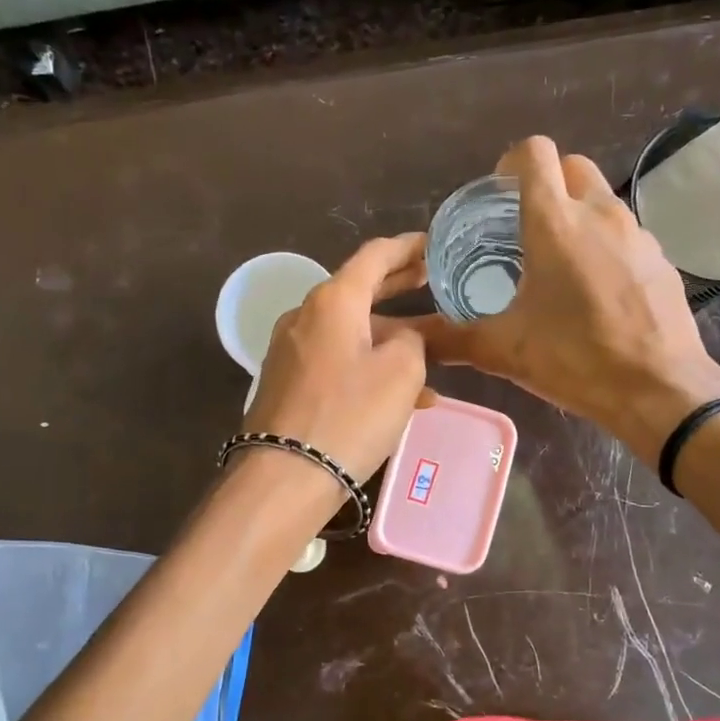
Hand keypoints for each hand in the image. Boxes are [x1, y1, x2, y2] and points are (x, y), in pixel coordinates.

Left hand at [244, 233, 430, 482]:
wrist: (285, 476)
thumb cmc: (349, 415)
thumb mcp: (401, 372)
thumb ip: (413, 340)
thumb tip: (402, 339)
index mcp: (332, 300)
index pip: (375, 255)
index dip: (408, 247)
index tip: (434, 244)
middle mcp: (306, 315)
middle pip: (360, 290)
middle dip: (399, 286)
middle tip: (434, 281)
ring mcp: (292, 350)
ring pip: (351, 331)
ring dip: (390, 336)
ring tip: (433, 353)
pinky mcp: (288, 381)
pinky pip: (337, 360)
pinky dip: (369, 365)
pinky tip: (401, 395)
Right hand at [413, 137, 719, 457]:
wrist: (660, 390)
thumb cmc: (577, 359)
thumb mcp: (504, 350)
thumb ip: (450, 338)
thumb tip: (409, 339)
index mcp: (555, 223)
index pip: (534, 153)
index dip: (511, 163)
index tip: (498, 195)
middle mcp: (599, 214)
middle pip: (571, 166)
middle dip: (545, 183)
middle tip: (523, 225)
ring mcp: (636, 233)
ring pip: (600, 198)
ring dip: (576, 212)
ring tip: (557, 261)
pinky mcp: (660, 257)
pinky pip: (624, 231)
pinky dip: (604, 242)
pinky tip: (595, 288)